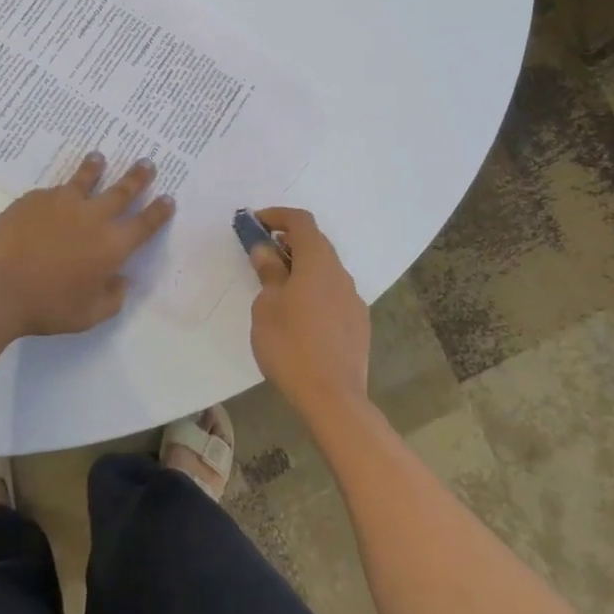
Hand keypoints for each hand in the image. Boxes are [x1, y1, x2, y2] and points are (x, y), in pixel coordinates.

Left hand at [0, 153, 174, 339]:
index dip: (159, 211)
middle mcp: (93, 217)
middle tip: (146, 163)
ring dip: (96, 167)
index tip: (168, 198)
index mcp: (112, 245)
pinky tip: (56, 194)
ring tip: (99, 158)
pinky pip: (53, 191)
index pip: (145, 224)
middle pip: (122, 191)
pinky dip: (61, 191)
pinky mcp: (35, 198)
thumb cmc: (46, 307)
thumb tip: (121, 280)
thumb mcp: (88, 315)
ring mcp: (62, 203)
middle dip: (137, 177)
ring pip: (85, 179)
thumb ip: (112, 298)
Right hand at [247, 207, 371, 419]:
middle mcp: (340, 273)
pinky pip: (333, 293)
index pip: (302, 221)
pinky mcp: (358, 322)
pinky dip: (314, 289)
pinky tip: (299, 315)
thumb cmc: (290, 345)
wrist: (333, 398)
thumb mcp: (266, 306)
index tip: (256, 223)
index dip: (278, 215)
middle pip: (316, 243)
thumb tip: (265, 250)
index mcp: (318, 262)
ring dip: (301, 267)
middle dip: (288, 242)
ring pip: (325, 270)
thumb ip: (268, 273)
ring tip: (277, 287)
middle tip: (262, 254)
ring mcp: (353, 299)